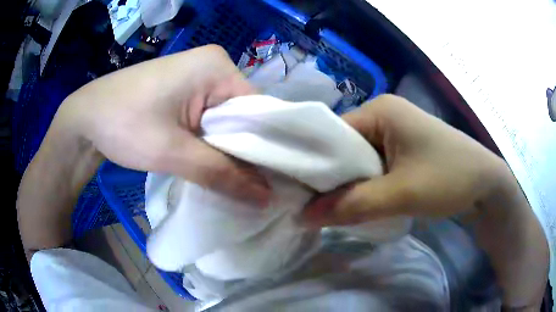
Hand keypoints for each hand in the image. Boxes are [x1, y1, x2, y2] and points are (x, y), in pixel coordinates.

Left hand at [60, 45, 269, 205]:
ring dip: (226, 150)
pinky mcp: (186, 90)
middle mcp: (214, 66)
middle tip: (253, 188)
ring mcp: (199, 76)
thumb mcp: (172, 152)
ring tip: (233, 181)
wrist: (85, 117)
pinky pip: (210, 119)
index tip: (271, 182)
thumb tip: (266, 198)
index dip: (264, 148)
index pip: (258, 110)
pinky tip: (210, 163)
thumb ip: (221, 174)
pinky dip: (211, 143)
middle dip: (244, 152)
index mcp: (217, 66)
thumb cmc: (123, 124)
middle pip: (243, 115)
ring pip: (226, 120)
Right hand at [304, 94, 507, 224]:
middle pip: (344, 146)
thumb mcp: (400, 194)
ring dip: (350, 184)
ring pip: (359, 159)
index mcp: (380, 110)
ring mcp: (395, 132)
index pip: (332, 133)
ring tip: (333, 208)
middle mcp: (384, 115)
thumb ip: (352, 206)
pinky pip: (374, 166)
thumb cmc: (449, 179)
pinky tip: (360, 202)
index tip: (299, 193)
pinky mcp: (403, 150)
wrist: (487, 186)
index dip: (314, 163)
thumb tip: (304, 218)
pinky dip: (365, 185)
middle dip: (332, 177)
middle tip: (314, 206)